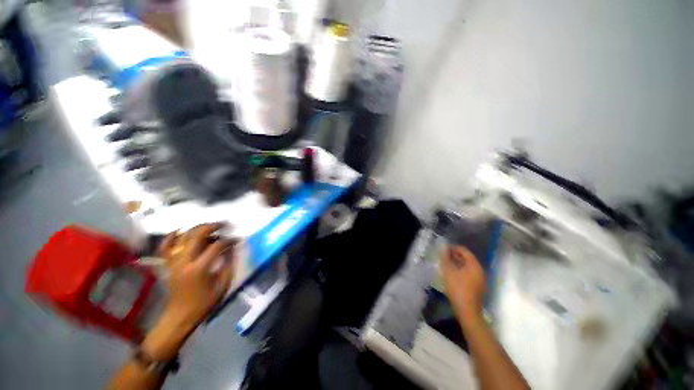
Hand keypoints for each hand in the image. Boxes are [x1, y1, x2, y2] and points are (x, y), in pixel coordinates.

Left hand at [158, 223, 235, 329]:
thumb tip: (233, 247)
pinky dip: (171, 237)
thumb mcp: (223, 284)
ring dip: (197, 229)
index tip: (237, 239)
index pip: (216, 246)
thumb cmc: (205, 302)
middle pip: (197, 235)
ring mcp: (174, 262)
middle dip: (212, 226)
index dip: (228, 240)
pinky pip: (166, 246)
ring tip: (209, 227)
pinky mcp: (169, 264)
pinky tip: (180, 231)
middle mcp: (184, 261)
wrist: (180, 316)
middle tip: (224, 224)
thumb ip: (229, 263)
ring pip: (183, 237)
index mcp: (199, 268)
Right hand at [439, 245, 485, 321]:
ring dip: (457, 262)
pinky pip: (468, 273)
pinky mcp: (477, 286)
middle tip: (443, 254)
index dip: (453, 247)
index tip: (443, 248)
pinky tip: (451, 272)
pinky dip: (460, 269)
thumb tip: (442, 248)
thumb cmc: (458, 289)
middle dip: (455, 255)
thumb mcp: (448, 271)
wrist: (467, 311)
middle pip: (467, 258)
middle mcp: (479, 270)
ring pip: (467, 266)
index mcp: (474, 265)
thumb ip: (445, 258)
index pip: (464, 251)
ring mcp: (479, 279)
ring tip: (445, 262)